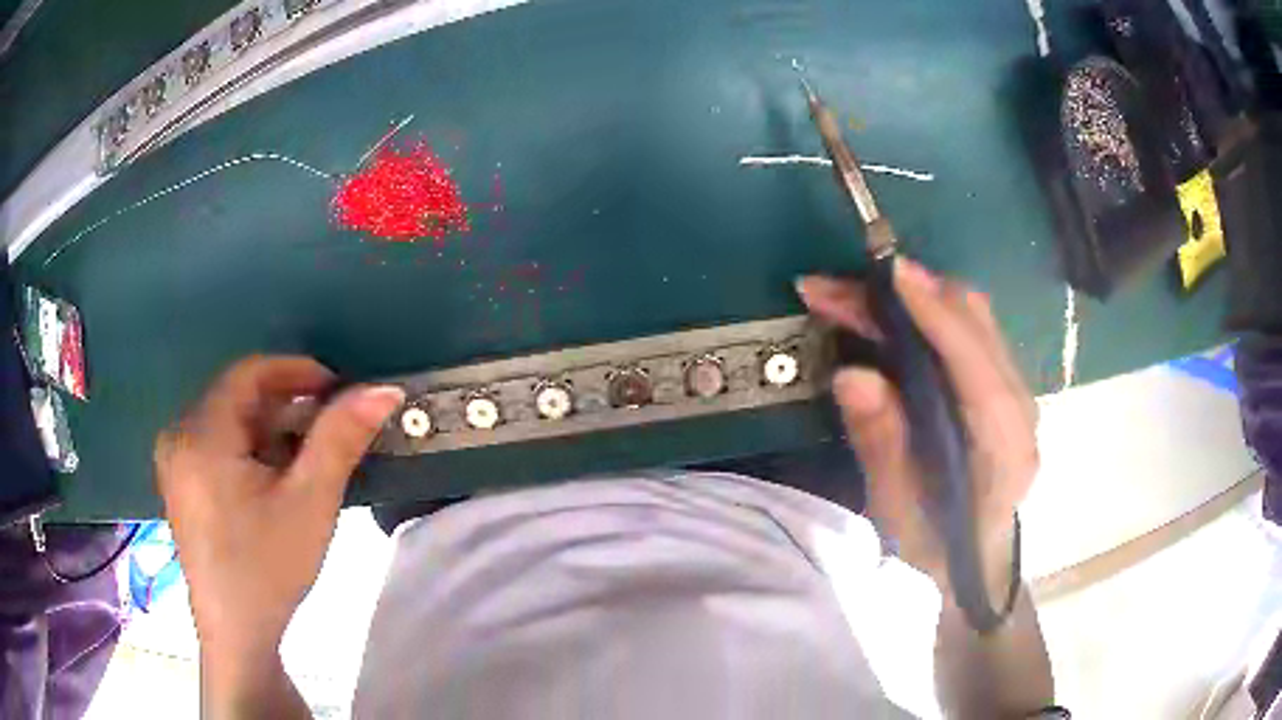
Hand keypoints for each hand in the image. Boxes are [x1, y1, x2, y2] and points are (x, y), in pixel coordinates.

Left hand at [155, 356, 402, 672]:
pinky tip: (275, 481)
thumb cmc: (268, 569)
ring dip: (271, 431)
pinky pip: (218, 445)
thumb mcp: (309, 503)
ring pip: (229, 422)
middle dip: (287, 408)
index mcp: (201, 435)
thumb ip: (341, 439)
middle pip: (238, 398)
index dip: (297, 372)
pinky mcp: (180, 482)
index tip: (338, 392)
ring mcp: (175, 460)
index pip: (249, 373)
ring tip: (307, 461)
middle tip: (329, 432)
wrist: (237, 634)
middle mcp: (179, 435)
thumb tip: (384, 389)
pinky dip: (252, 451)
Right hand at [797, 260, 1037, 598]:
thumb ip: (882, 445)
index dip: (933, 313)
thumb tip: (852, 375)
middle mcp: (1020, 407)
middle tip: (838, 290)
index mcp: (1003, 446)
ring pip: (972, 318)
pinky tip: (886, 316)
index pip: (974, 364)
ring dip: (913, 296)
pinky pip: (968, 330)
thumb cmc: (934, 548)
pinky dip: (926, 312)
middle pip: (975, 324)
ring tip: (852, 297)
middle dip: (907, 293)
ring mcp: (1016, 392)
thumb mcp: (898, 511)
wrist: (973, 564)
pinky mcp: (1002, 385)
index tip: (887, 273)